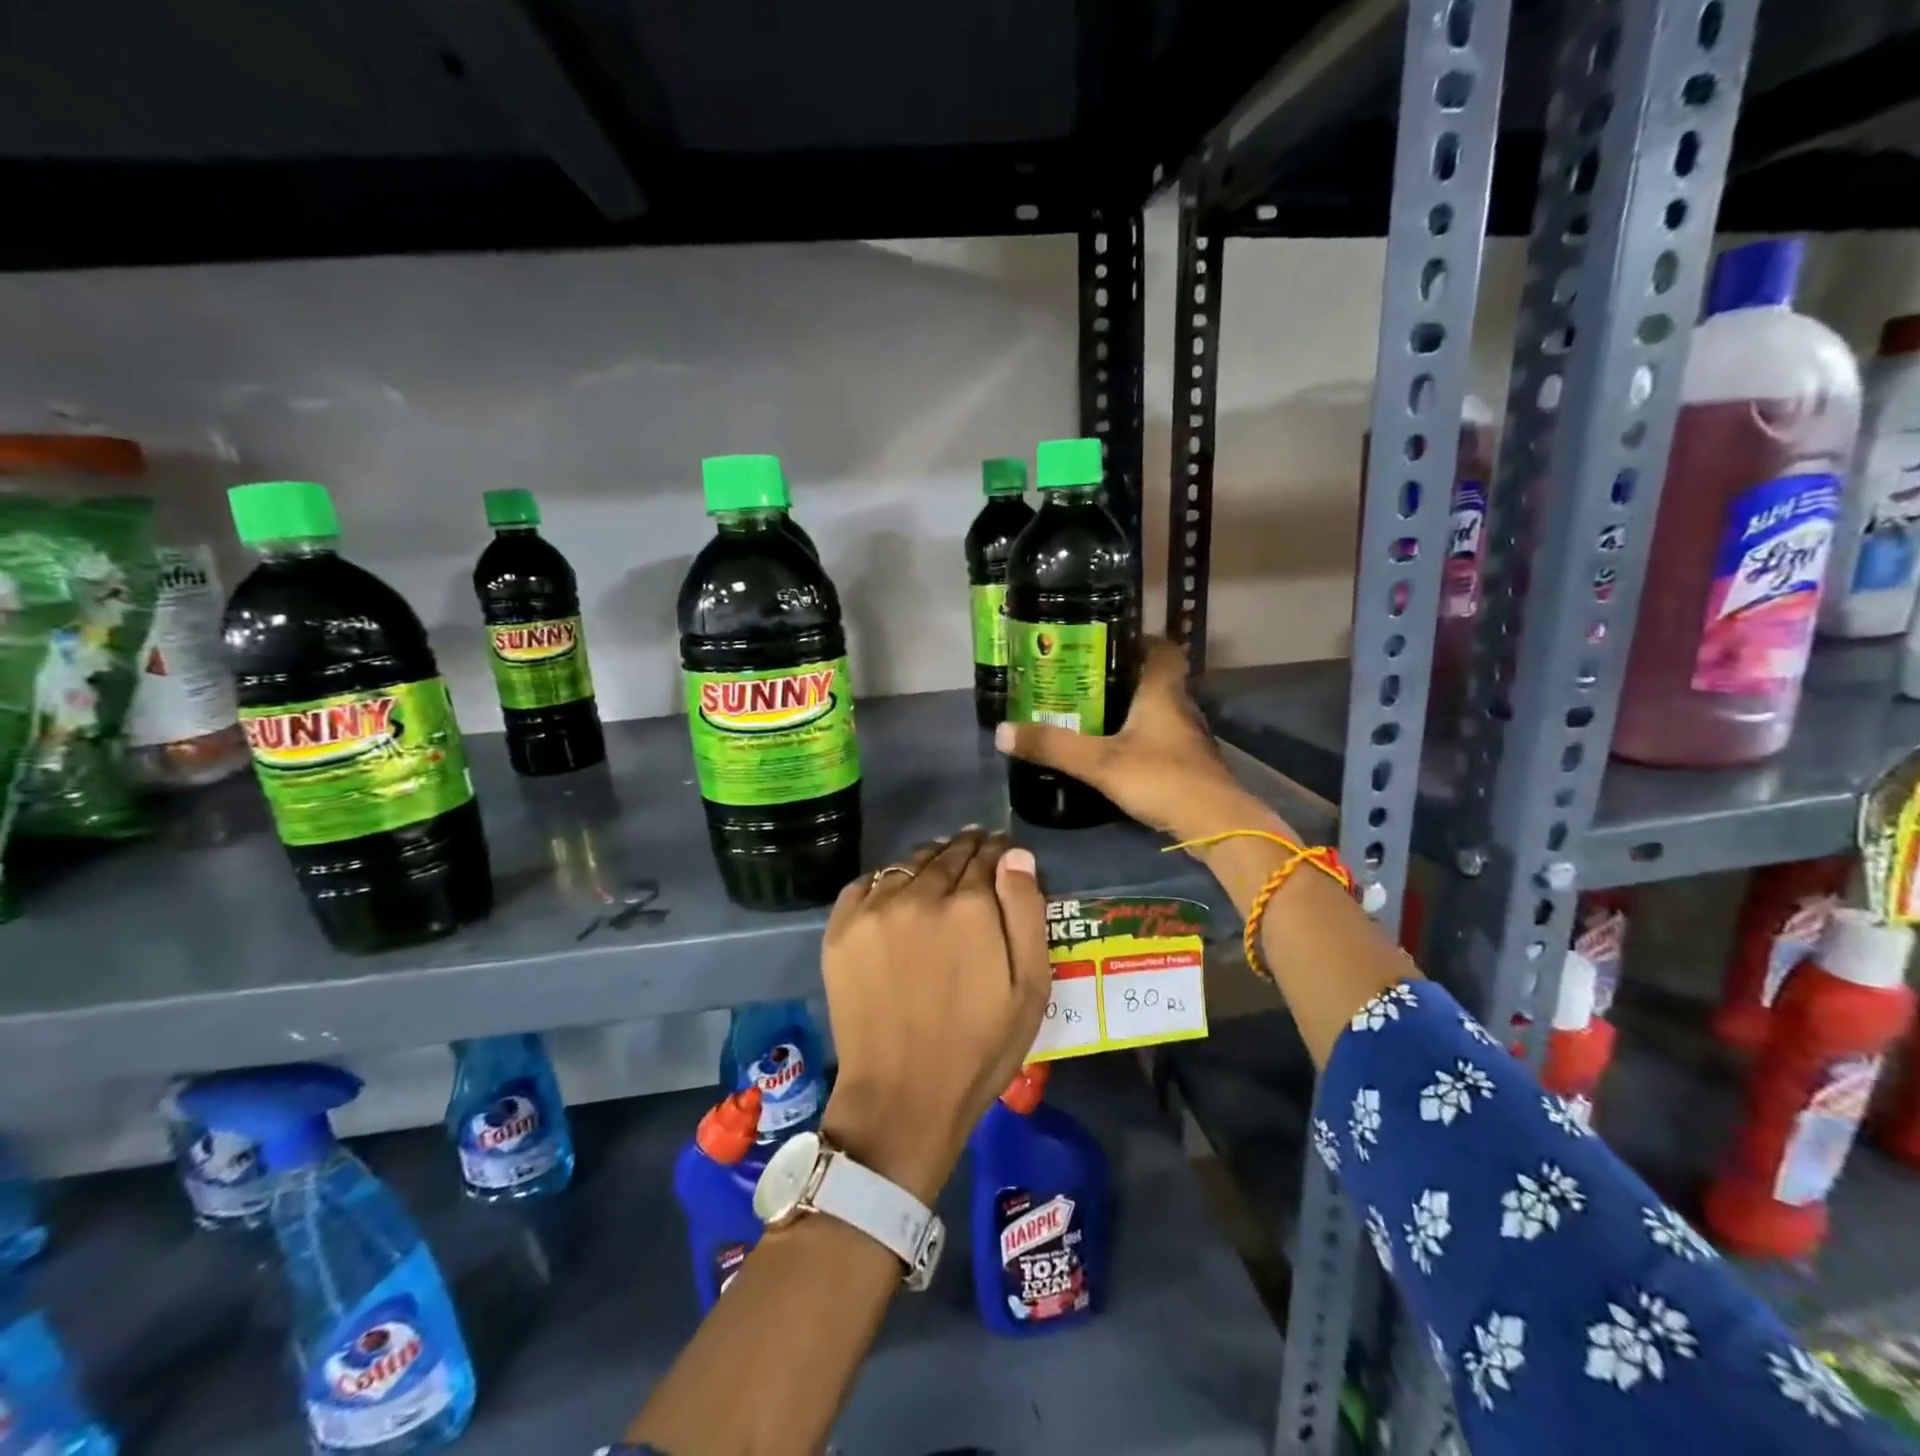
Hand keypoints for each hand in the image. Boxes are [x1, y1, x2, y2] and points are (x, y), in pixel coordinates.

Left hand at [818, 828, 1050, 1203]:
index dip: (997, 850)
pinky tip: (896, 891)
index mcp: (970, 907)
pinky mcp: (841, 929)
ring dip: (928, 860)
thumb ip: (1026, 912)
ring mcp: (874, 910)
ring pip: (908, 864)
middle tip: (974, 847)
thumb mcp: (1029, 987)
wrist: (902, 1096)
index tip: (1000, 849)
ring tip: (938, 865)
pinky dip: (886, 880)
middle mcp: (920, 895)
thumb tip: (1015, 855)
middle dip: (965, 849)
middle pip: (947, 855)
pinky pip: (866, 883)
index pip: (987, 857)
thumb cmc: (979, 1047)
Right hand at [995, 638, 1289, 845]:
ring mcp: (1187, 737)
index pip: (1162, 648)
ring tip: (1091, 711)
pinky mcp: (1188, 763)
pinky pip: (1160, 736)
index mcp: (1162, 691)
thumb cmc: (1160, 778)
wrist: (1214, 823)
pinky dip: (1140, 735)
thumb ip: (1053, 746)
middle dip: (1123, 675)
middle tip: (1083, 678)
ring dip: (1132, 707)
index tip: (1107, 640)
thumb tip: (1002, 731)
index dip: (1139, 639)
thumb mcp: (1099, 762)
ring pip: (1158, 709)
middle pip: (1155, 678)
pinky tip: (1116, 749)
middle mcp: (1179, 706)